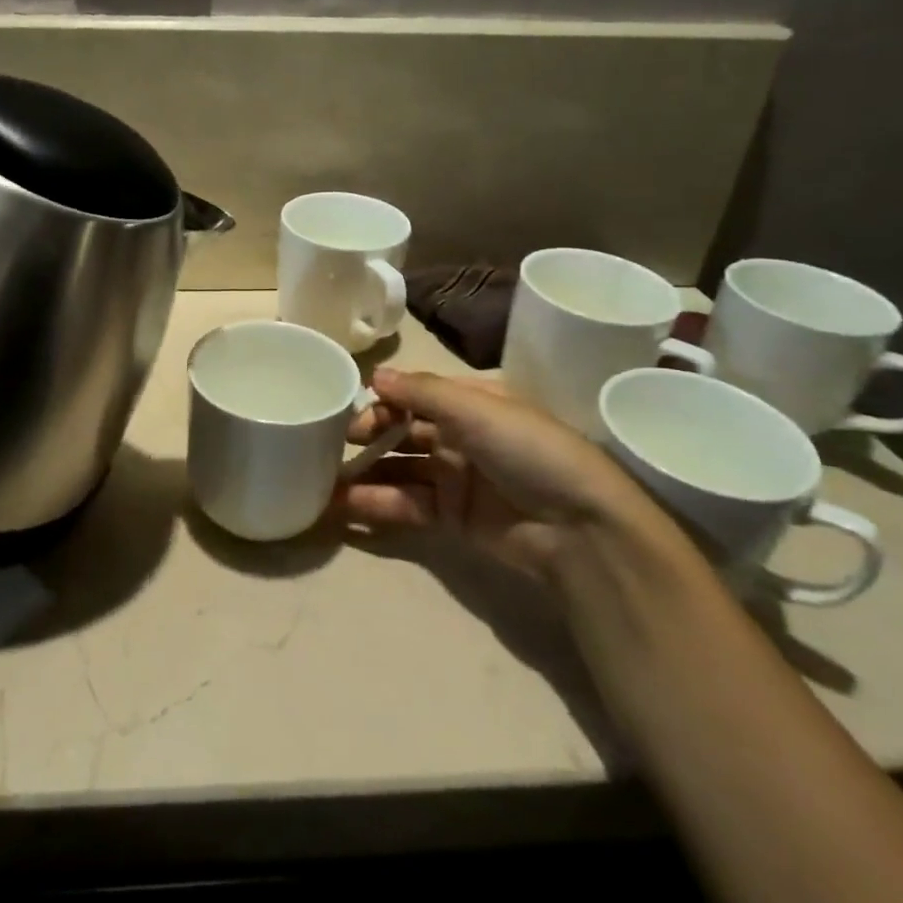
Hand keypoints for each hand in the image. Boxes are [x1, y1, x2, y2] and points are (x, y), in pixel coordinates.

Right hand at [341, 368, 668, 581]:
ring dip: (364, 473)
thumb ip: (420, 391)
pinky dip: (376, 505)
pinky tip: (343, 506)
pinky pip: (406, 505)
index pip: (416, 394)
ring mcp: (455, 478)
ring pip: (399, 470)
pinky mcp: (451, 519)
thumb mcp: (476, 408)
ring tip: (322, 478)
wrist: (580, 528)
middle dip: (368, 435)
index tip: (348, 407)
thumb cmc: (529, 450)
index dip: (383, 399)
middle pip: (403, 431)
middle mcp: (460, 436)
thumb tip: (373, 375)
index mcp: (472, 403)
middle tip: (330, 443)